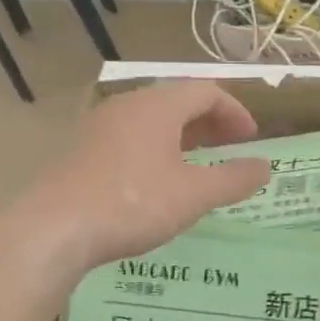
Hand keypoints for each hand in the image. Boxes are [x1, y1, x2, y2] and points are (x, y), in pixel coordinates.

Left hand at [17, 80, 269, 274]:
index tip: (250, 139)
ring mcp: (100, 127)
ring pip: (151, 121)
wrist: (54, 228)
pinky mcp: (82, 151)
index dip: (235, 111)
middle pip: (177, 102)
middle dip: (209, 123)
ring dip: (182, 137)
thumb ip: (233, 179)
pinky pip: (129, 138)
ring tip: (198, 165)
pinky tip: (157, 182)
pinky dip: (155, 150)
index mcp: (158, 106)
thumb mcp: (193, 195)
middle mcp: (128, 106)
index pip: (206, 91)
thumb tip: (265, 167)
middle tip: (230, 148)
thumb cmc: (133, 203)